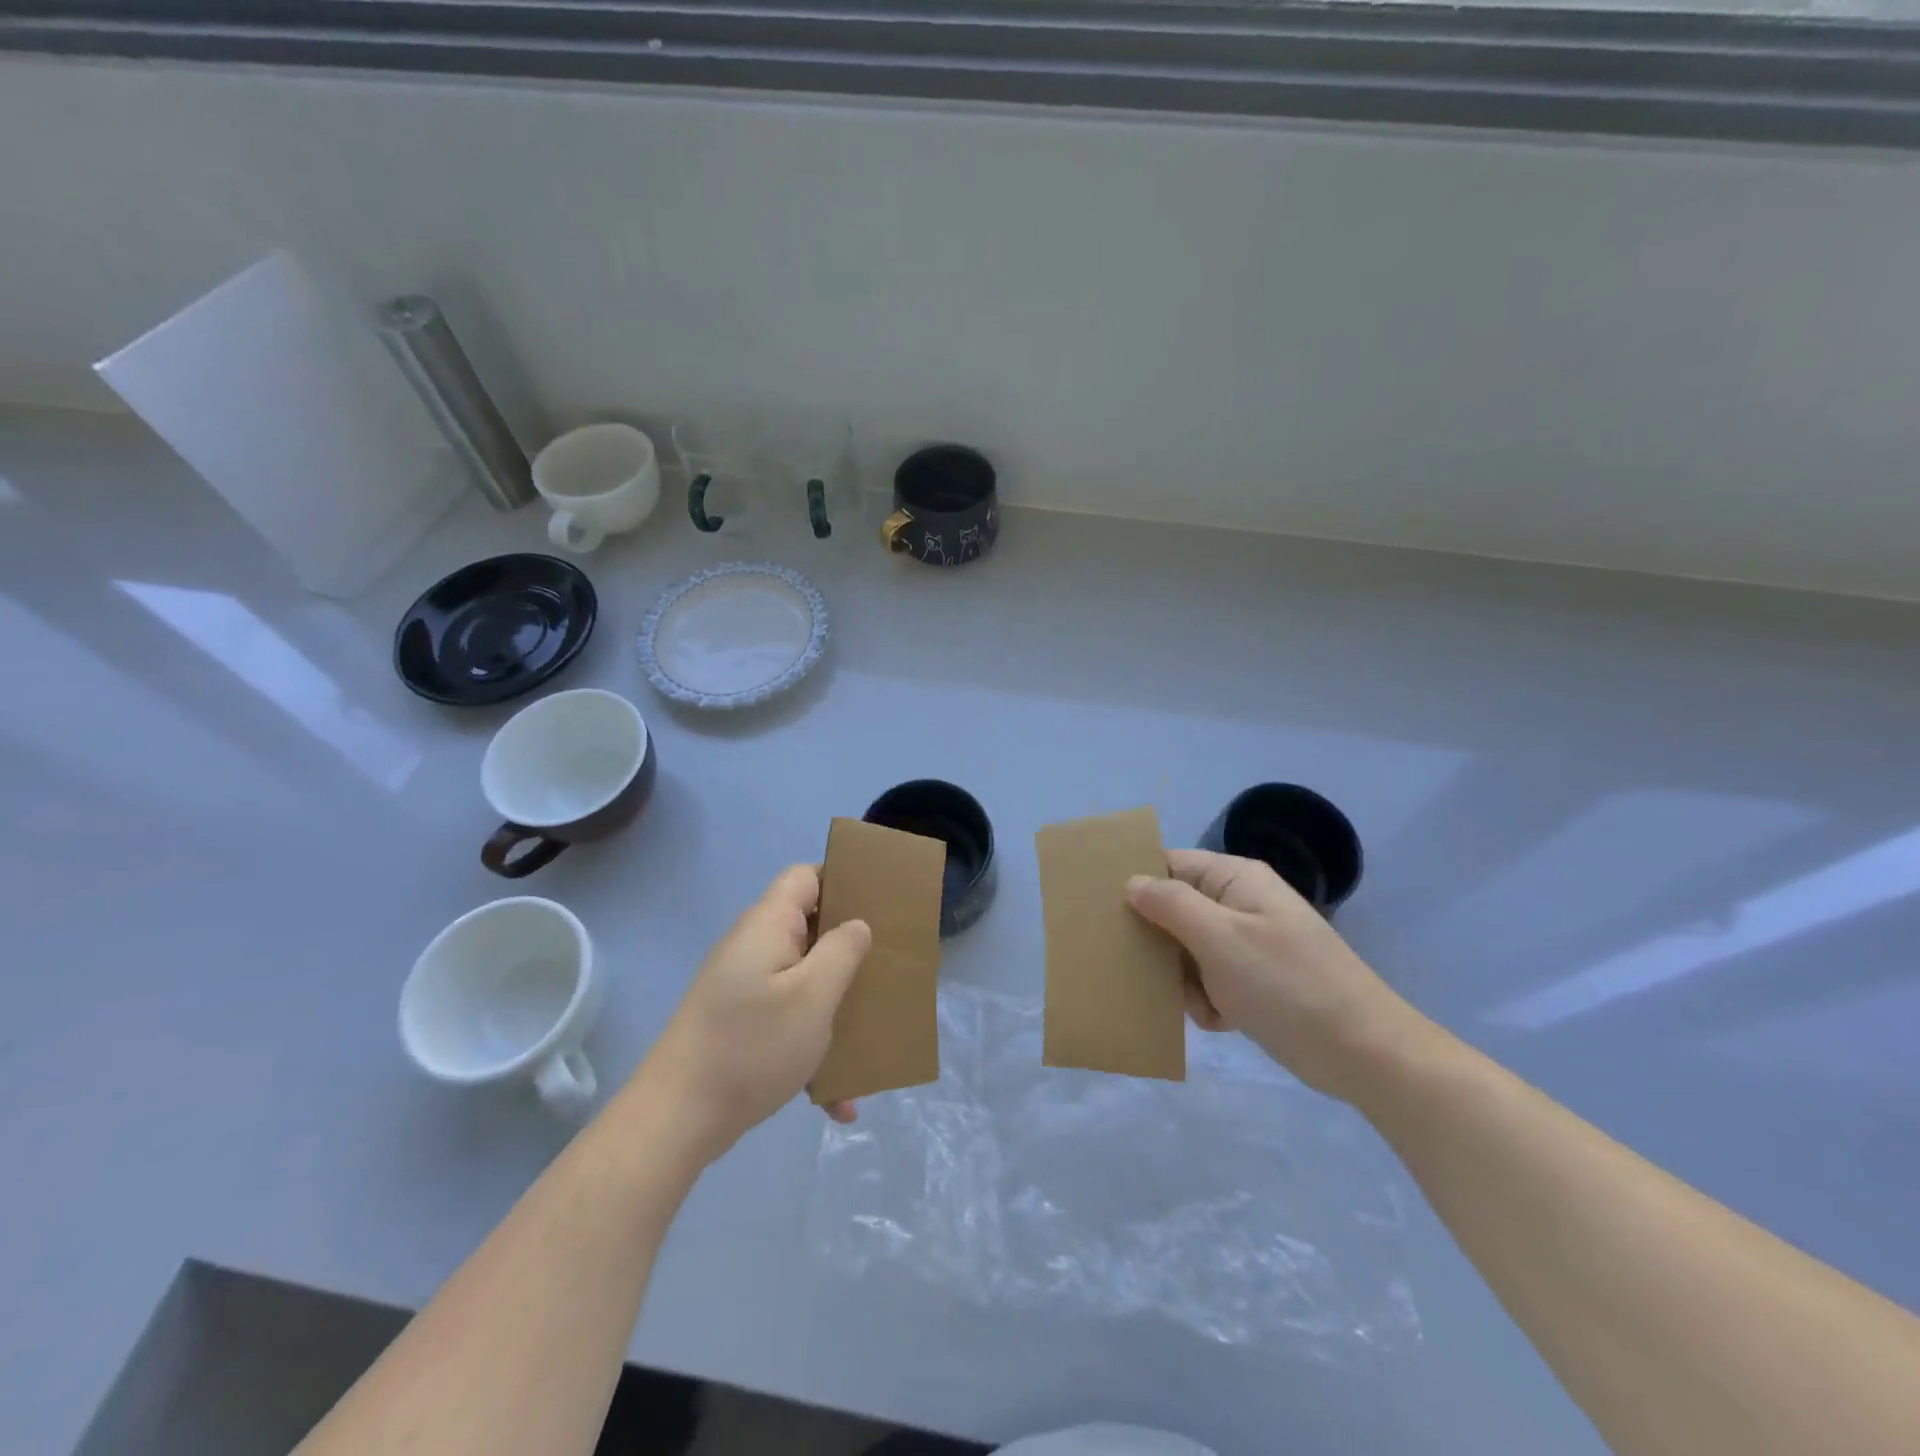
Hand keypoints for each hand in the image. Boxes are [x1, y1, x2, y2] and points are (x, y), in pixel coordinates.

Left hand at [639, 865, 870, 1159]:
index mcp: (768, 926)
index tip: (879, 907)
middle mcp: (753, 947)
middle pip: (809, 927)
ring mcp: (743, 986)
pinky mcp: (740, 1022)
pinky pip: (787, 1019)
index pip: (806, 876)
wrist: (677, 1120)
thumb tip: (857, 925)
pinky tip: (838, 1098)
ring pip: (802, 977)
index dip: (842, 882)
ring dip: (834, 1003)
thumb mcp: (813, 996)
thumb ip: (842, 951)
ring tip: (870, 1030)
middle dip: (848, 949)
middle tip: (886, 968)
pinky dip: (812, 1045)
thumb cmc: (752, 1047)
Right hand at [1126, 849, 1421, 1100]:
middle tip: (1142, 967)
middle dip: (1160, 941)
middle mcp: (1240, 904)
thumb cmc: (1287, 985)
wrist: (1364, 1053)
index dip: (1137, 882)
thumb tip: (1132, 881)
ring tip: (1198, 1002)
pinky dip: (1208, 1000)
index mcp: (1234, 879)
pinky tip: (1220, 1020)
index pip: (1170, 865)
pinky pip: (1210, 979)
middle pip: (1175, 909)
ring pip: (1188, 949)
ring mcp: (1249, 943)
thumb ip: (1171, 905)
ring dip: (1184, 979)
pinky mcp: (1256, 980)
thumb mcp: (1220, 939)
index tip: (1103, 910)